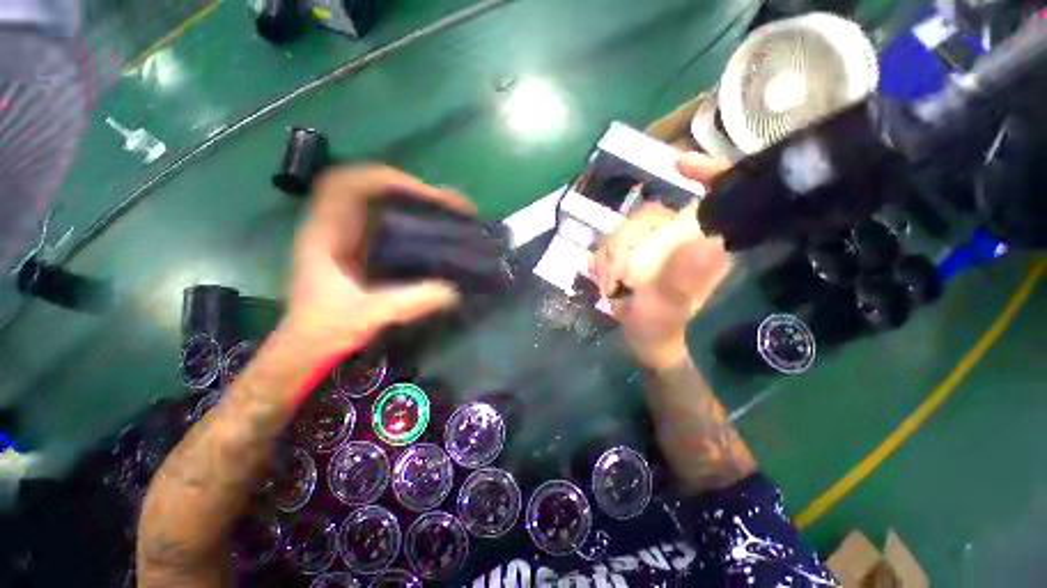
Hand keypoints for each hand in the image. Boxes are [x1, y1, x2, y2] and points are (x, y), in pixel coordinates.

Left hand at [284, 165, 474, 356]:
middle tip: (449, 204)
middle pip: (371, 188)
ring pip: (381, 205)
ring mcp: (349, 239)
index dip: (388, 180)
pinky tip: (434, 232)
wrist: (306, 352)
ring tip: (448, 212)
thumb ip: (408, 303)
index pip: (351, 184)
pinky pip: (389, 224)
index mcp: (325, 234)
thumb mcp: (366, 316)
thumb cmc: (323, 333)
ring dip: (415, 203)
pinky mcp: (362, 253)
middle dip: (411, 189)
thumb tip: (452, 291)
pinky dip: (413, 221)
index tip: (427, 195)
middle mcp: (336, 228)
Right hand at [590, 153, 731, 367]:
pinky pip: (614, 241)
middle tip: (613, 275)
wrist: (643, 339)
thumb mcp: (667, 310)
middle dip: (625, 241)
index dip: (707, 172)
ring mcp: (658, 246)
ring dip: (609, 256)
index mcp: (705, 248)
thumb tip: (703, 242)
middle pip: (652, 214)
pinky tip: (602, 277)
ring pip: (627, 228)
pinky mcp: (639, 253)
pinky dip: (603, 259)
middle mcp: (683, 240)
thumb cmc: (659, 328)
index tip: (679, 164)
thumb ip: (681, 283)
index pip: (717, 198)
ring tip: (607, 284)